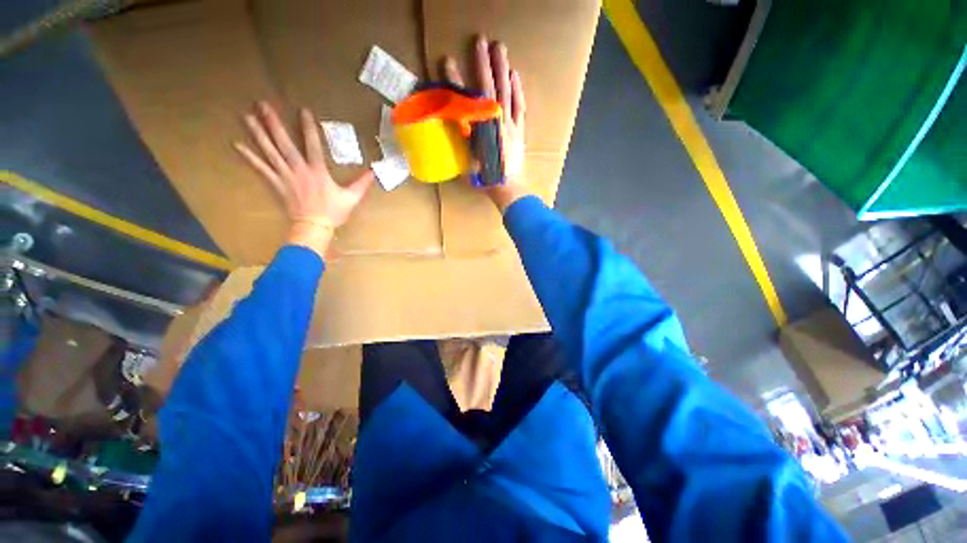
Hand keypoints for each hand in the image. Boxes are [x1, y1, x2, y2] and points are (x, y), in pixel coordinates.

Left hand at [234, 101, 373, 254]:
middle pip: (284, 143)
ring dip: (258, 134)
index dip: (308, 127)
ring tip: (247, 116)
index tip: (302, 110)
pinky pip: (261, 169)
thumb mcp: (352, 198)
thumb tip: (373, 172)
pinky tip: (238, 145)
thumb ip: (362, 184)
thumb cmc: (333, 212)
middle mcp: (299, 169)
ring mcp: (285, 176)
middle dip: (273, 123)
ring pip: (269, 152)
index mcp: (318, 171)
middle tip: (262, 104)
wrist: (313, 227)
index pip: (313, 144)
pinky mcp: (276, 184)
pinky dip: (249, 157)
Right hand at [442, 37, 529, 212]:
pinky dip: (517, 90)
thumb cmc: (485, 179)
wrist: (508, 188)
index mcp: (479, 130)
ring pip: (506, 92)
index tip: (447, 62)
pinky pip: (520, 106)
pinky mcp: (519, 129)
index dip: (456, 81)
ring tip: (499, 47)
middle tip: (479, 41)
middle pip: (488, 89)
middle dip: (482, 64)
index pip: (465, 100)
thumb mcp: (466, 163)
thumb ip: (460, 142)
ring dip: (502, 68)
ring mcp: (509, 124)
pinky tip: (515, 75)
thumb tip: (452, 126)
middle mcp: (495, 123)